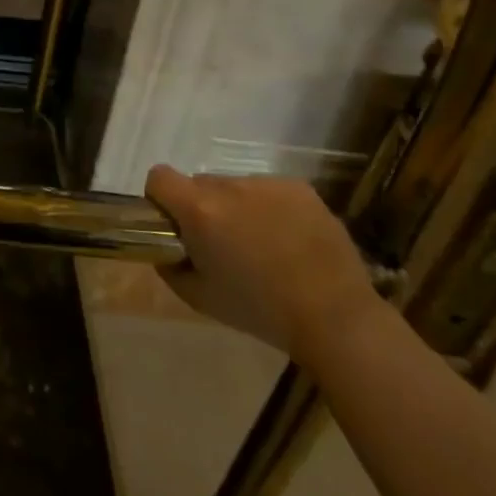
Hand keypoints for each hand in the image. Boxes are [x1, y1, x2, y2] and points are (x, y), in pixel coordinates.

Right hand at [144, 166, 382, 361]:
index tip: (174, 226)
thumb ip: (170, 266)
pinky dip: (269, 209)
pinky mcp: (299, 188)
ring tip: (263, 247)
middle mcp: (230, 186)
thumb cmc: (260, 311)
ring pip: (236, 188)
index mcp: (200, 209)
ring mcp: (267, 183)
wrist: (336, 317)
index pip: (159, 177)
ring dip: (238, 209)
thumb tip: (166, 248)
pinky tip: (289, 241)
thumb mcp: (199, 297)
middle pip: (200, 185)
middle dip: (203, 209)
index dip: (160, 199)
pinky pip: (269, 191)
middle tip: (222, 245)